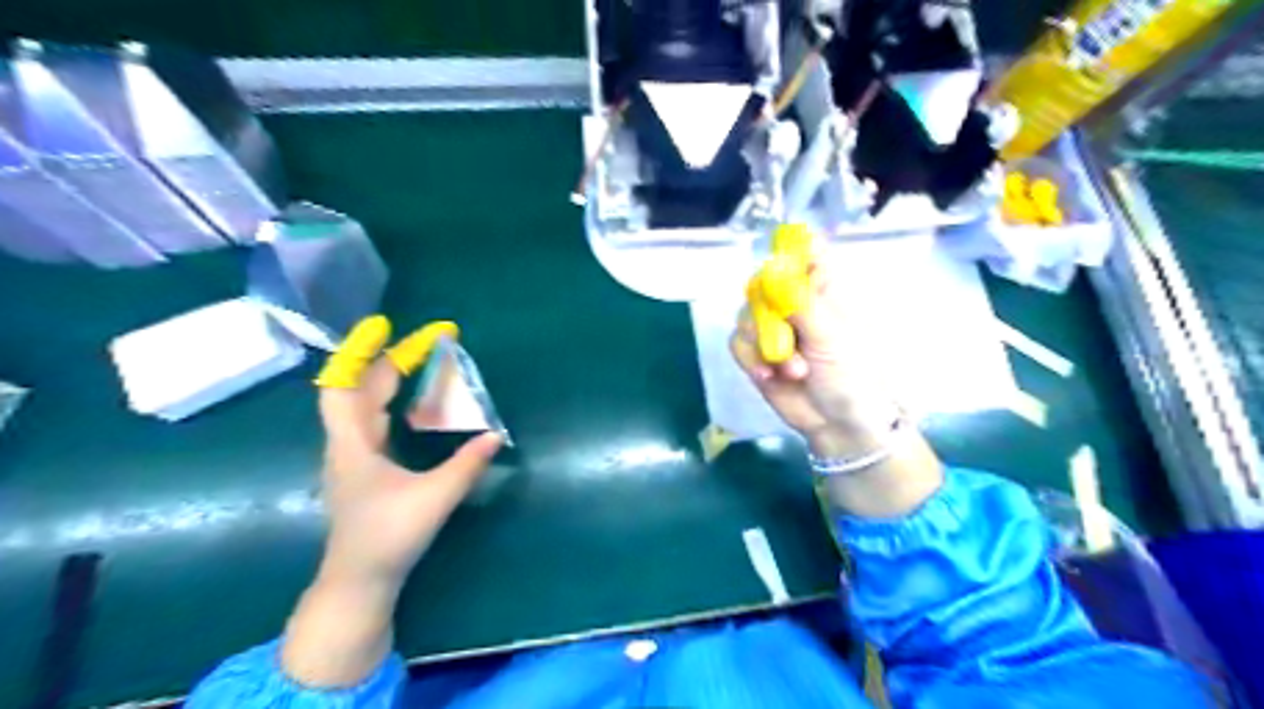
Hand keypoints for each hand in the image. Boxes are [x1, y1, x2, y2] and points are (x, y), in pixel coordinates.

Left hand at [283, 318, 499, 689]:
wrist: (359, 581)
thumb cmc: (388, 537)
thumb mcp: (433, 499)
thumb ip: (466, 466)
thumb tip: (495, 435)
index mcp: (353, 444)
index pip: (343, 386)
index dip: (360, 352)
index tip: (384, 326)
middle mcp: (347, 444)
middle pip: (360, 389)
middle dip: (390, 361)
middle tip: (427, 343)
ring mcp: (352, 457)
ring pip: (365, 406)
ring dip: (389, 380)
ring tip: (421, 364)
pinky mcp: (363, 470)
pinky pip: (373, 422)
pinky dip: (391, 403)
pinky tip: (413, 407)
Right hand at [732, 263, 896, 457]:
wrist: (838, 423)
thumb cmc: (850, 374)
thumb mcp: (830, 336)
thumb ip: (799, 302)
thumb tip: (772, 268)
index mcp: (822, 288)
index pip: (804, 251)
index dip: (789, 251)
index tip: (782, 271)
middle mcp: (793, 302)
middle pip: (761, 282)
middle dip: (766, 312)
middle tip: (783, 334)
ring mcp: (772, 327)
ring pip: (745, 314)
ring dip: (763, 344)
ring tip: (792, 370)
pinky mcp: (755, 353)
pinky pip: (737, 342)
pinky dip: (750, 359)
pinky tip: (767, 376)